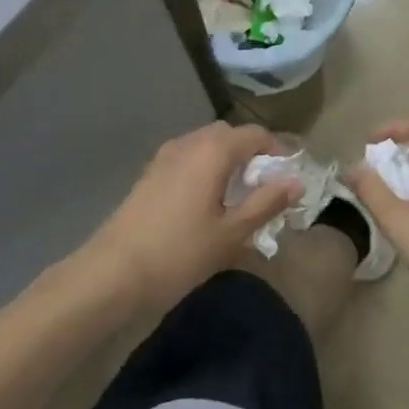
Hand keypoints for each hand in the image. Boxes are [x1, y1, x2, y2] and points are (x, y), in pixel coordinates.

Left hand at [87, 122, 300, 309]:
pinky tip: (208, 206)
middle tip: (265, 189)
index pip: (256, 134)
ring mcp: (165, 157)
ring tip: (238, 199)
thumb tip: (297, 182)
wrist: (111, 274)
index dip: (278, 152)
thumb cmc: (179, 252)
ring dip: (228, 163)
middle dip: (252, 155)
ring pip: (206, 147)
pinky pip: (188, 160)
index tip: (289, 179)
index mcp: (213, 150)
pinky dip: (206, 171)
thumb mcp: (232, 233)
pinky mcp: (150, 175)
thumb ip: (267, 203)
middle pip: (230, 136)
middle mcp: (189, 143)